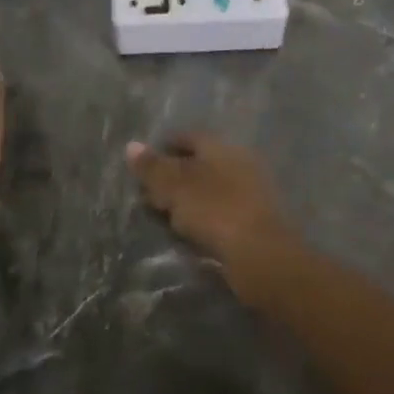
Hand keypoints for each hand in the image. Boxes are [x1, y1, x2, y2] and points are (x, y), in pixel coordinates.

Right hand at [125, 133, 298, 305]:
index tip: (144, 164)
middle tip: (151, 192)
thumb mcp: (175, 187)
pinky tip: (191, 233)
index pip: (188, 137)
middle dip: (176, 175)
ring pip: (211, 189)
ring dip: (190, 199)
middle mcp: (239, 162)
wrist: (262, 256)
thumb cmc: (215, 211)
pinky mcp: (255, 222)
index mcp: (221, 146)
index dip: (165, 147)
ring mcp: (251, 193)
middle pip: (200, 163)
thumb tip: (131, 145)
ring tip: (166, 216)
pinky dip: (205, 218)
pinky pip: (221, 212)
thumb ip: (152, 167)